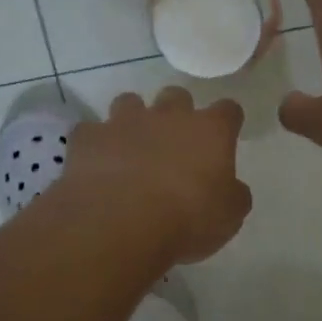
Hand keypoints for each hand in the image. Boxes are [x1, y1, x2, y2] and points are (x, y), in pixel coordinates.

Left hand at [61, 87, 252, 264]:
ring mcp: (124, 122)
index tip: (224, 138)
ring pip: (130, 102)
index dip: (227, 122)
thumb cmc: (187, 219)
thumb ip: (233, 194)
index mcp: (210, 131)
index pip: (228, 110)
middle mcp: (168, 116)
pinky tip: (96, 166)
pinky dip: (95, 145)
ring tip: (131, 148)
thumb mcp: (229, 216)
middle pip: (177, 96)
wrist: (119, 224)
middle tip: (174, 143)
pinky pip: (91, 132)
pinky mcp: (88, 138)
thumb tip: (231, 187)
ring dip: (133, 120)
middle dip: (176, 113)